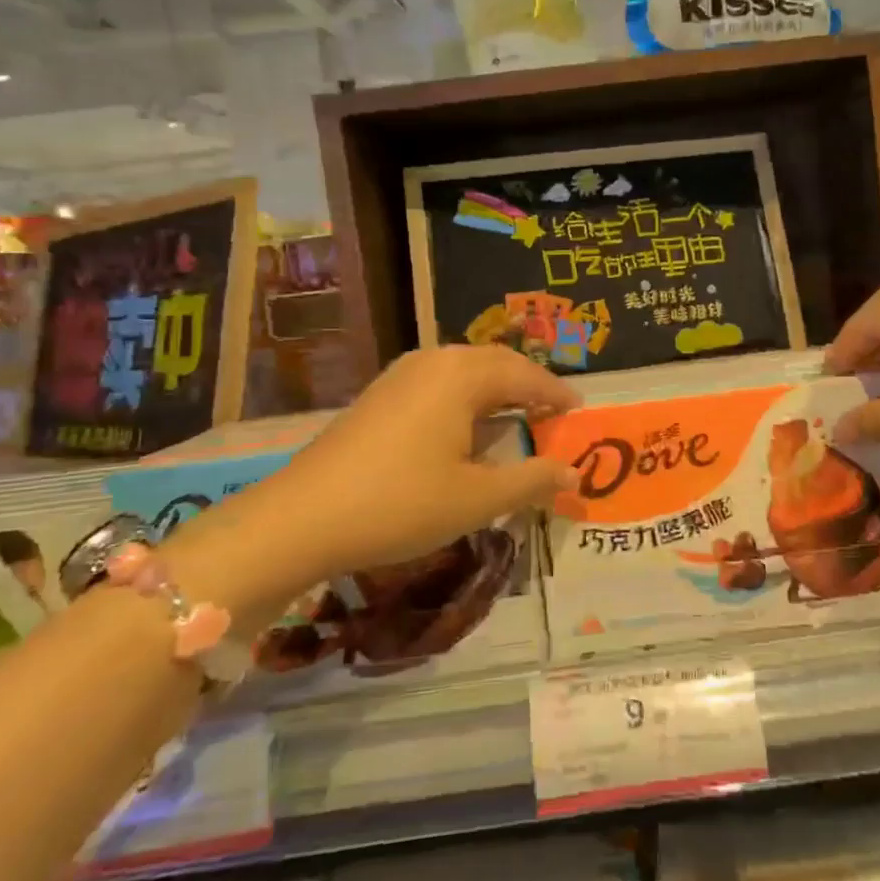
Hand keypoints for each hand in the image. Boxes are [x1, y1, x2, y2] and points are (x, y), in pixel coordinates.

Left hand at [167, 346, 579, 631]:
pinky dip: (465, 400)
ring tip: (516, 420)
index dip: (556, 393)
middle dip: (527, 386)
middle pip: (495, 364)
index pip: (525, 374)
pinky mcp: (379, 395)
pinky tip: (465, 431)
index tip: (579, 411)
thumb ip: (532, 480)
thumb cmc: (400, 504)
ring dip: (495, 392)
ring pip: (464, 372)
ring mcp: (400, 375)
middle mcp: (433, 361)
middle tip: (552, 414)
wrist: (300, 519)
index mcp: (463, 375)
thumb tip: (574, 472)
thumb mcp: (477, 499)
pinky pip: (438, 384)